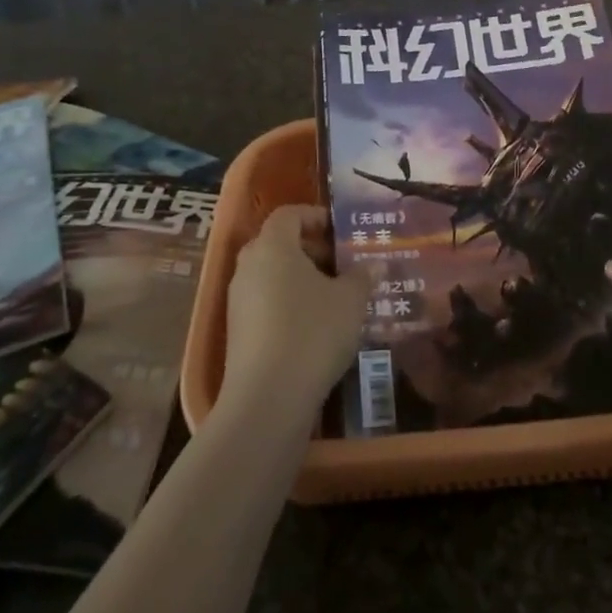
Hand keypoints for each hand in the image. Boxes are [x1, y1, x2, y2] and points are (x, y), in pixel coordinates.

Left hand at [222, 206, 367, 420]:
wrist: (268, 398)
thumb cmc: (312, 332)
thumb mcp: (350, 301)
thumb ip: (362, 277)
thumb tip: (374, 265)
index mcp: (272, 246)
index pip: (288, 214)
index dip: (315, 217)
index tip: (340, 231)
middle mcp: (249, 266)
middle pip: (278, 244)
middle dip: (312, 250)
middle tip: (343, 265)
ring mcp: (238, 301)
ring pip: (272, 275)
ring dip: (301, 279)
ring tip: (335, 298)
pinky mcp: (237, 332)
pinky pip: (265, 303)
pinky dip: (289, 304)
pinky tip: (316, 327)